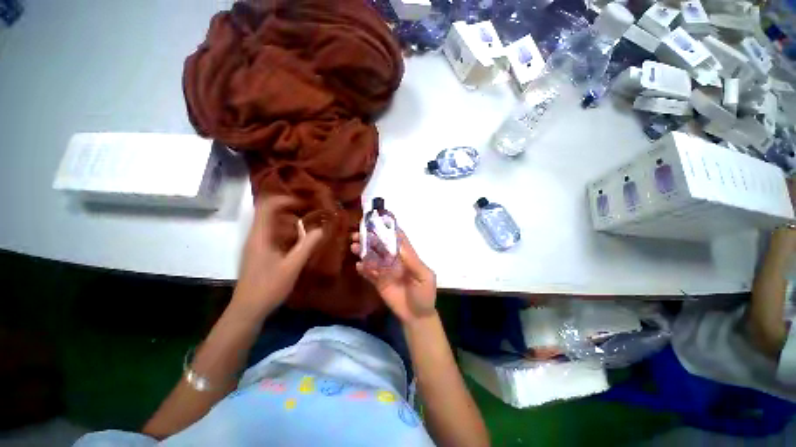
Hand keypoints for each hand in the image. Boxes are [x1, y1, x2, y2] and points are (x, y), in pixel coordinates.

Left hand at [234, 196, 323, 314]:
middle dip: (290, 207)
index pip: (267, 206)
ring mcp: (256, 244)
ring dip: (289, 219)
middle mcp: (256, 236)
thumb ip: (307, 246)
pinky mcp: (259, 252)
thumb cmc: (268, 287)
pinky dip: (287, 230)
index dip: (285, 199)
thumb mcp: (292, 266)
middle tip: (310, 211)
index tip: (304, 203)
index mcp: (260, 236)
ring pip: (271, 222)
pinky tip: (300, 238)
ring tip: (308, 222)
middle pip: (269, 211)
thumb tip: (321, 229)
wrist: (248, 309)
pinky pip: (273, 233)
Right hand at [350, 230, 436, 324]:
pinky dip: (363, 269)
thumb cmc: (424, 294)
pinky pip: (369, 273)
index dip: (388, 229)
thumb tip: (398, 245)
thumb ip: (412, 261)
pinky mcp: (379, 282)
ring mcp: (386, 271)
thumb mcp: (424, 276)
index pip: (397, 238)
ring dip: (363, 251)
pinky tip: (358, 266)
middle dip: (370, 238)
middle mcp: (395, 260)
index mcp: (407, 256)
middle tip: (358, 234)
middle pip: (381, 245)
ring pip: (373, 257)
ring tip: (354, 247)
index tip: (376, 221)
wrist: (417, 316)